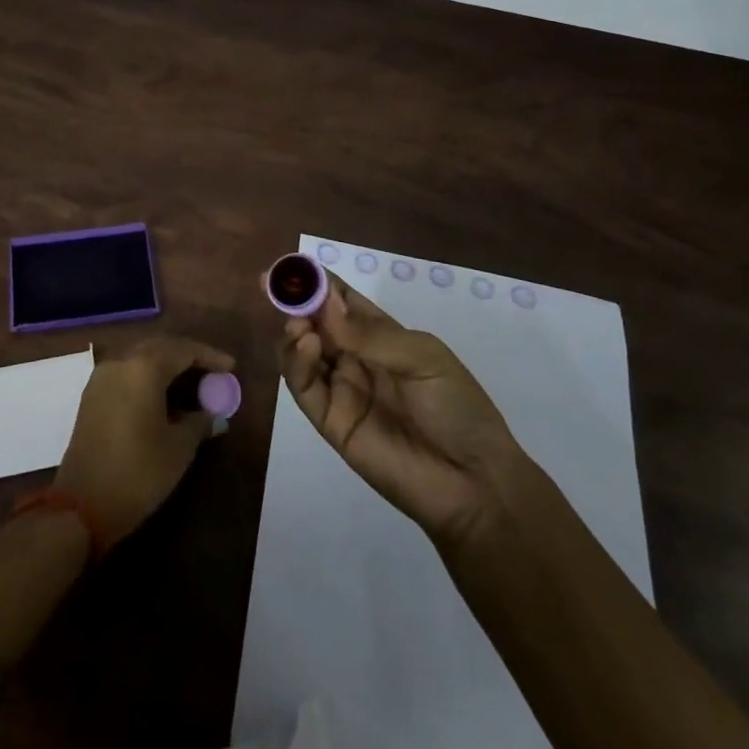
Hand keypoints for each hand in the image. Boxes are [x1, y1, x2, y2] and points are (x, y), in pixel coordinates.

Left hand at [55, 337, 235, 546]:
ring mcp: (102, 377)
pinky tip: (163, 396)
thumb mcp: (179, 449)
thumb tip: (213, 415)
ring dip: (167, 365)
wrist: (81, 506)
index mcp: (143, 367)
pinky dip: (148, 376)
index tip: (231, 367)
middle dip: (188, 356)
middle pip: (160, 347)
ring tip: (192, 384)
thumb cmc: (138, 473)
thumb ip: (199, 423)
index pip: (183, 350)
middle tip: (212, 372)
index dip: (210, 356)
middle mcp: (120, 362)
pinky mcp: (92, 395)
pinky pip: (127, 372)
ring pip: (141, 358)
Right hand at [279, 278, 524, 547]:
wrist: (474, 484)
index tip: (290, 264)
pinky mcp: (331, 422)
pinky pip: (305, 387)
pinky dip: (297, 363)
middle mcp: (354, 357)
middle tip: (274, 285)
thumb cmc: (457, 408)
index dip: (315, 281)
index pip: (340, 300)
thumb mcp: (423, 357)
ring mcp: (341, 389)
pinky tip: (306, 346)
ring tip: (299, 325)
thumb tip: (324, 304)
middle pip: (314, 322)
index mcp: (380, 335)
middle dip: (294, 302)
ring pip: (301, 353)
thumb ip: (371, 333)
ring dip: (294, 332)